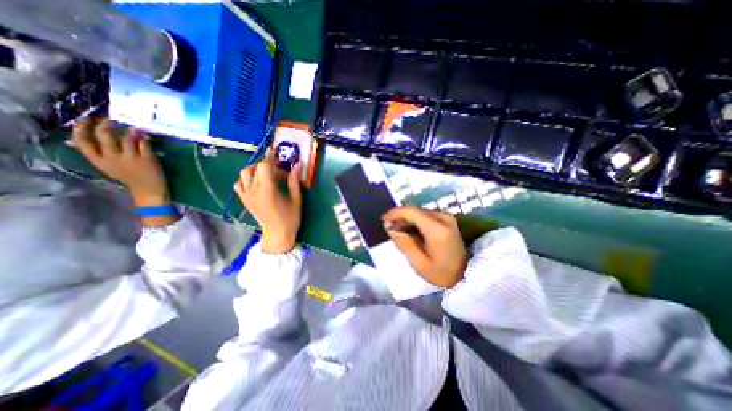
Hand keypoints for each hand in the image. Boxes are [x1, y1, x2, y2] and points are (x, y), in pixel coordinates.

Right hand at [70, 116, 167, 206]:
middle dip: (105, 124)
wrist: (148, 189)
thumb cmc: (129, 176)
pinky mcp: (148, 158)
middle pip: (104, 135)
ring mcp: (131, 158)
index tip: (86, 119)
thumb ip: (98, 152)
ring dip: (128, 130)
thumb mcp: (107, 166)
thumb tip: (86, 134)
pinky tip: (144, 137)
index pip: (82, 140)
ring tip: (132, 128)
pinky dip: (143, 138)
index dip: (82, 127)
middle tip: (110, 120)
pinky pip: (144, 143)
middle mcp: (112, 158)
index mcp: (98, 161)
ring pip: (126, 137)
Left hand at [235, 151, 301, 253]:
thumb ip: (294, 181)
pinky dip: (245, 179)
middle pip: (255, 167)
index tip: (280, 157)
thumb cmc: (290, 217)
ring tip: (267, 174)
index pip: (264, 166)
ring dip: (255, 169)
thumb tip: (296, 165)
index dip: (271, 158)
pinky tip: (256, 182)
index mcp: (268, 190)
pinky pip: (239, 184)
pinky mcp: (244, 199)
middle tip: (278, 168)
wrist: (277, 233)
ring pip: (244, 173)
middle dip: (267, 164)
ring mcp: (246, 195)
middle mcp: (254, 190)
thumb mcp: (296, 198)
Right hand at [381, 204, 464, 286]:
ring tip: (398, 230)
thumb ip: (404, 244)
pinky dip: (415, 220)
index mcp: (437, 229)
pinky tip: (410, 230)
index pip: (411, 212)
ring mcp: (447, 217)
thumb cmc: (442, 273)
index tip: (383, 220)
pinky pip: (426, 215)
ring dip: (407, 218)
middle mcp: (443, 218)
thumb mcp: (419, 264)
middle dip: (400, 216)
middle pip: (415, 210)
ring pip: (419, 211)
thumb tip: (390, 228)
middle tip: (389, 227)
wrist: (467, 275)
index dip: (395, 213)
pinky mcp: (447, 219)